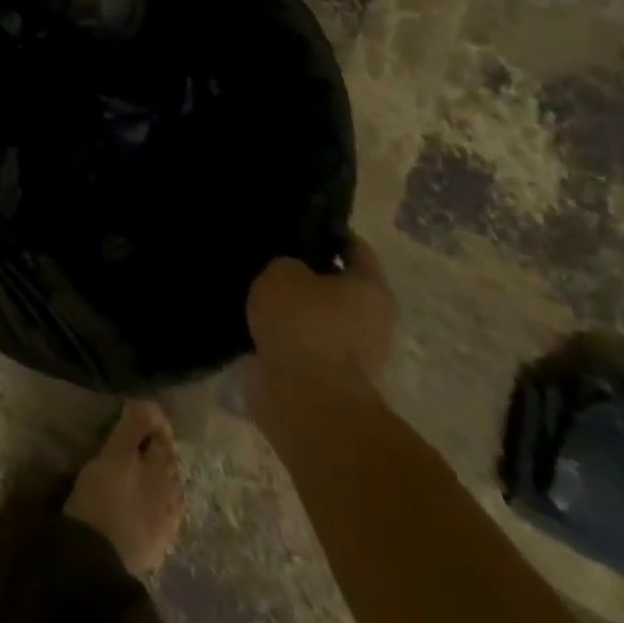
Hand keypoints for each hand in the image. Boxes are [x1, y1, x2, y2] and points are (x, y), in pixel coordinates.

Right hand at [63, 399, 183, 577]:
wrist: (98, 558)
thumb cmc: (106, 496)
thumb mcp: (116, 453)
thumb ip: (134, 426)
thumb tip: (149, 400)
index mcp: (167, 470)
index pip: (163, 433)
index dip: (149, 416)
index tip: (129, 403)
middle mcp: (174, 494)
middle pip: (165, 458)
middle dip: (150, 441)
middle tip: (125, 427)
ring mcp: (167, 521)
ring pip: (160, 482)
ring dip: (148, 466)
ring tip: (126, 456)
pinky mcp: (154, 540)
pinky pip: (154, 503)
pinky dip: (145, 489)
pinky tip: (131, 489)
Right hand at [243, 236, 395, 421]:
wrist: (306, 400)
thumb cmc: (304, 324)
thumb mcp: (283, 272)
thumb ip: (287, 264)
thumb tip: (291, 273)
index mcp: (370, 288)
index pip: (353, 247)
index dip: (325, 231)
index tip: (294, 222)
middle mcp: (371, 320)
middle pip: (336, 284)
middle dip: (306, 271)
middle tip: (268, 255)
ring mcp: (352, 353)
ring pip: (317, 315)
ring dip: (293, 306)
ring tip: (253, 287)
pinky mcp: (326, 376)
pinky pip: (302, 342)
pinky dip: (283, 332)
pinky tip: (252, 318)